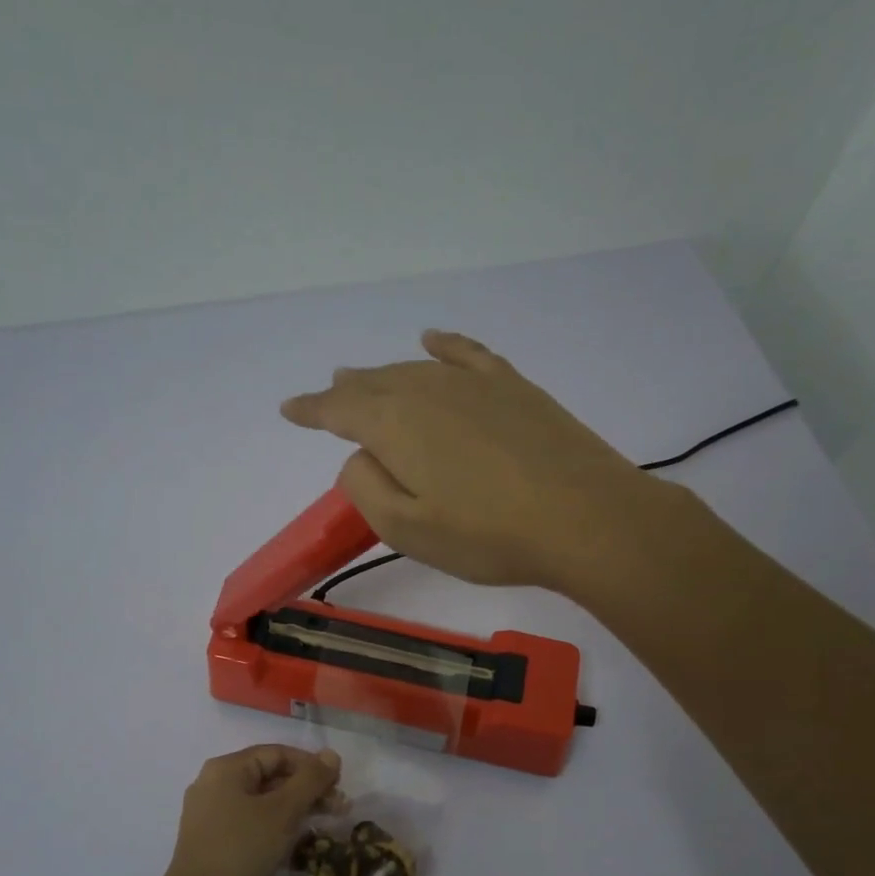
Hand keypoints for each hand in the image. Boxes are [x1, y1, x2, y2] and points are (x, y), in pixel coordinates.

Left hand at [162, 745, 342, 875]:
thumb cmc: (242, 849)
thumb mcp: (282, 811)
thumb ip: (310, 780)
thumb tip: (332, 754)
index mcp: (226, 769)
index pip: (277, 753)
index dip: (311, 765)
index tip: (339, 784)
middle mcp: (215, 786)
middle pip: (270, 776)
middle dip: (307, 789)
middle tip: (339, 808)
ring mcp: (212, 816)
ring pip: (263, 802)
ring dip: (296, 809)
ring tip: (325, 825)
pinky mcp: (216, 842)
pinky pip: (252, 823)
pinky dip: (277, 827)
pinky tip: (298, 841)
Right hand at [280, 330, 662, 594]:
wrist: (585, 518)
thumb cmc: (489, 536)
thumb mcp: (408, 530)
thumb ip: (366, 488)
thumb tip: (359, 456)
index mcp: (395, 426)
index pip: (339, 409)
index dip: (311, 409)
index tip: (288, 409)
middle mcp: (428, 391)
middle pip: (374, 383)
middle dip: (346, 391)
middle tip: (328, 395)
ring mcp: (474, 384)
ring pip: (413, 369)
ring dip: (383, 374)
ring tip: (362, 376)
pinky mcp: (514, 388)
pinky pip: (467, 354)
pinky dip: (444, 345)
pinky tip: (431, 339)